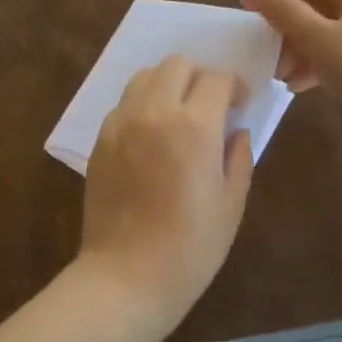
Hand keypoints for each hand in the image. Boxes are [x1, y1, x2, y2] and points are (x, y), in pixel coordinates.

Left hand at [75, 55, 254, 341]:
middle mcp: (153, 112)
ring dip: (168, 84)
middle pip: (177, 64)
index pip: (217, 78)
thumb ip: (239, 156)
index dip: (234, 86)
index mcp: (194, 126)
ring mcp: (121, 123)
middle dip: (200, 76)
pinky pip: (125, 103)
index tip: (240, 104)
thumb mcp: (231, 203)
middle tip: (211, 105)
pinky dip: (143, 104)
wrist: (126, 277)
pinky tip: (152, 135)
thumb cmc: (190, 247)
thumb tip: (236, 130)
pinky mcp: (100, 139)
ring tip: (179, 114)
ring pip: (145, 76)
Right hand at [241, 0, 341, 161]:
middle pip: (317, 5)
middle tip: (265, 54)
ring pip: (328, 32)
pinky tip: (302, 86)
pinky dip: (319, 64)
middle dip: (287, 28)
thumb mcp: (319, 40)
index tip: (249, 20)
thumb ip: (282, 11)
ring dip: (299, 49)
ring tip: (281, 75)